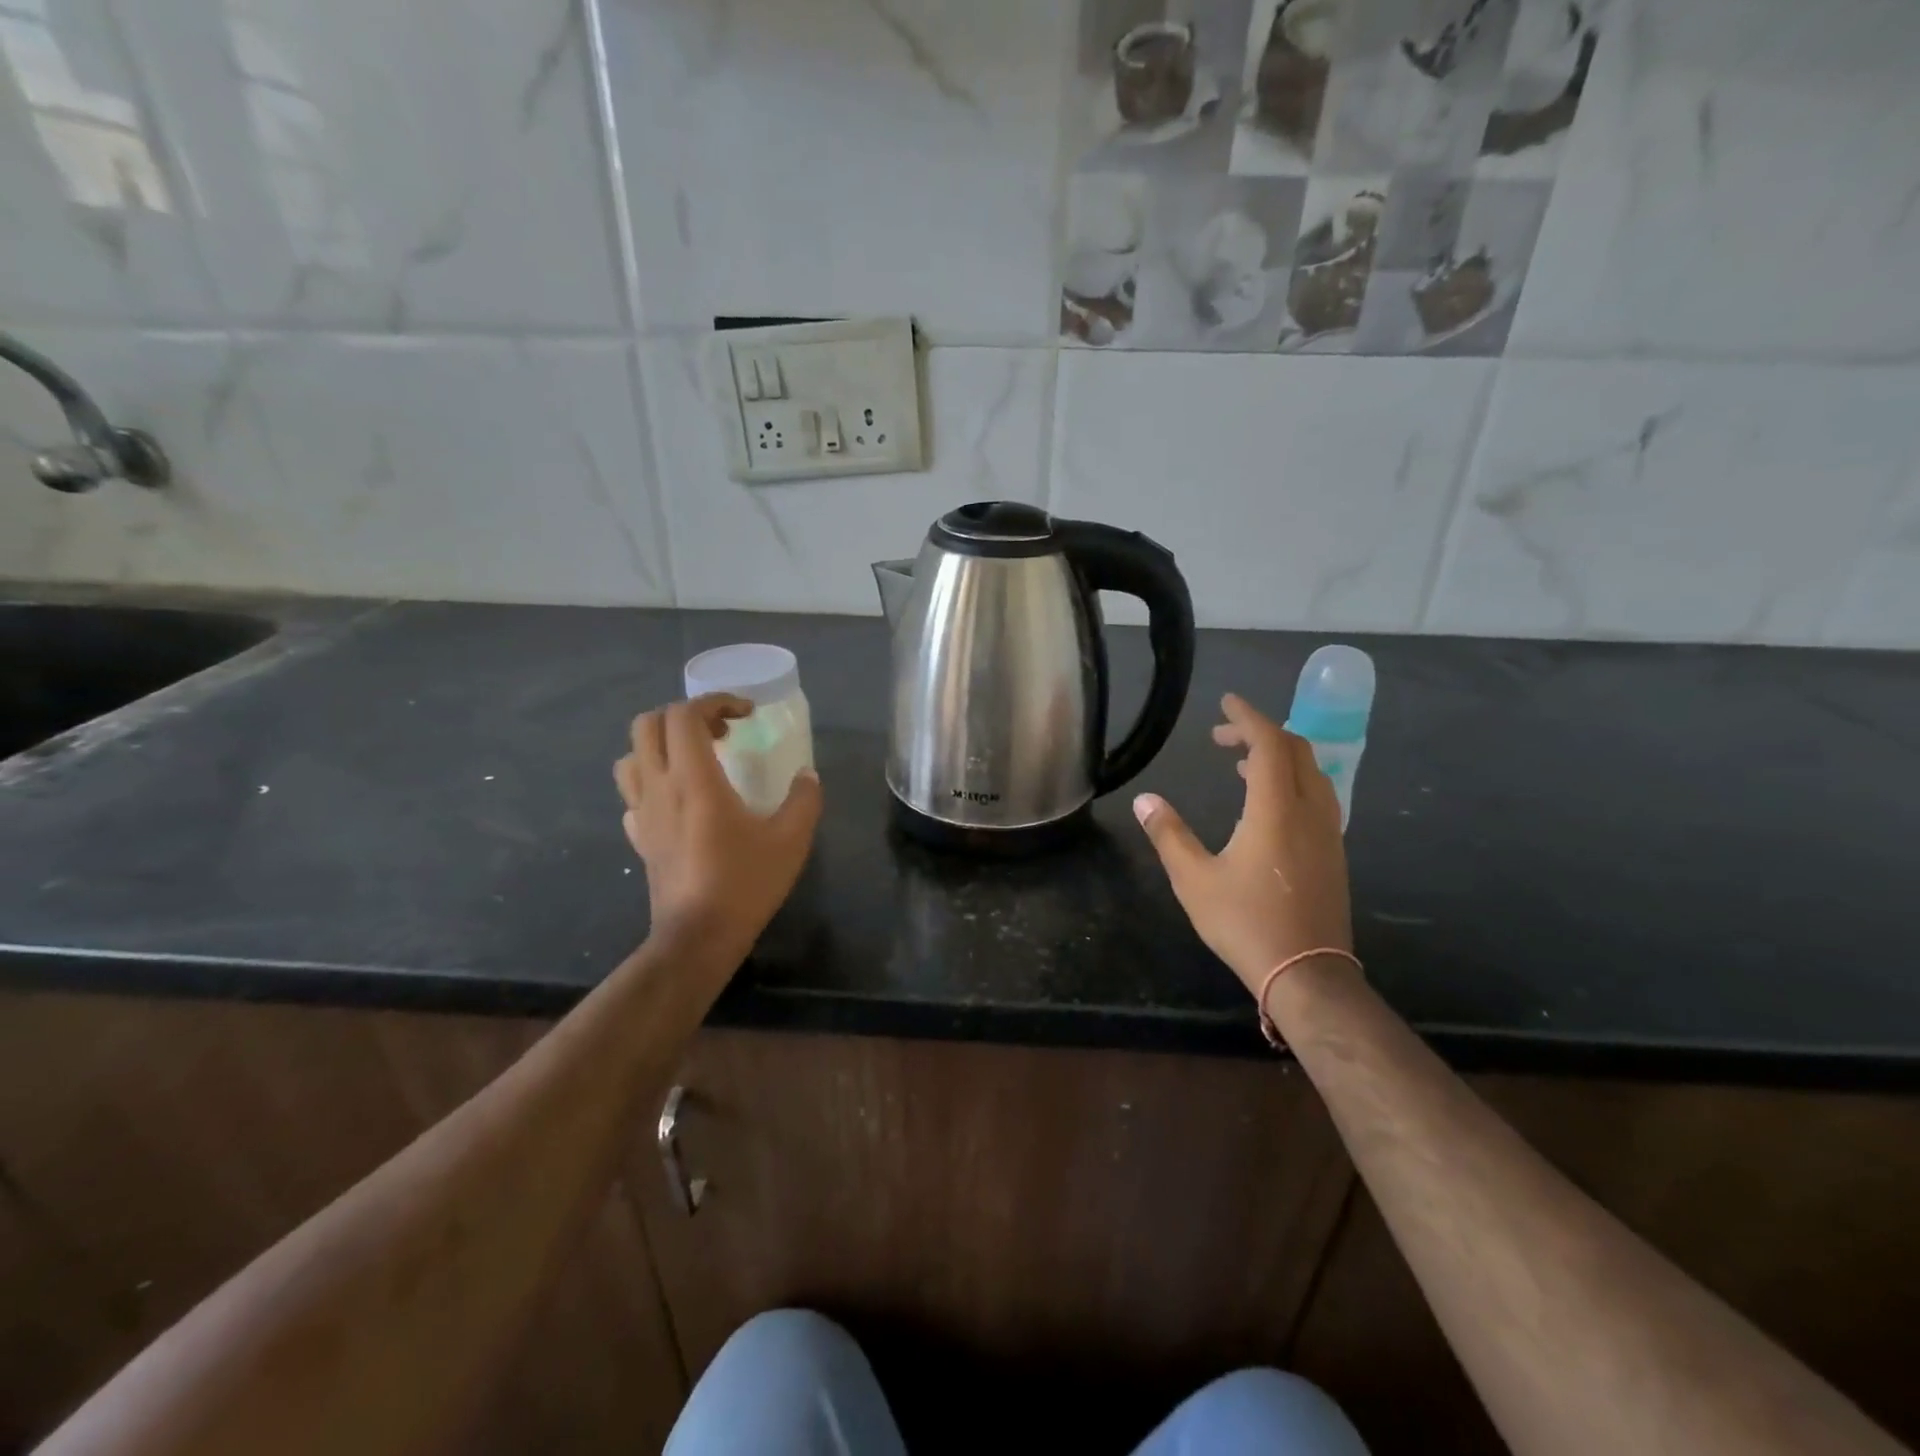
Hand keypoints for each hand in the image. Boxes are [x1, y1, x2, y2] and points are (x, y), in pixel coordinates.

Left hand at [614, 694, 821, 963]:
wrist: (698, 937)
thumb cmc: (744, 883)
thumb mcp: (791, 839)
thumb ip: (804, 799)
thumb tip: (807, 776)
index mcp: (694, 779)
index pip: (685, 714)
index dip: (716, 701)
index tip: (746, 714)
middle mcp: (660, 786)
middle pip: (649, 724)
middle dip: (685, 716)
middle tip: (722, 732)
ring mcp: (643, 812)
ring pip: (632, 756)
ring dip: (662, 744)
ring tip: (697, 759)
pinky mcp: (639, 837)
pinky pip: (633, 793)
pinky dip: (653, 780)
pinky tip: (681, 799)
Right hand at [1132, 693, 1352, 1001]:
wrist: (1307, 973)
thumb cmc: (1246, 922)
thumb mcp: (1194, 879)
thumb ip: (1169, 834)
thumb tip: (1145, 800)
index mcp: (1276, 810)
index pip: (1269, 743)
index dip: (1247, 717)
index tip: (1226, 702)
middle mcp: (1309, 811)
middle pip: (1295, 750)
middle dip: (1260, 732)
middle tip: (1224, 736)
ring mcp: (1328, 832)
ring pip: (1312, 772)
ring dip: (1279, 756)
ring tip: (1243, 765)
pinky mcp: (1333, 852)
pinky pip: (1317, 795)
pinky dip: (1292, 780)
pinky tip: (1268, 803)